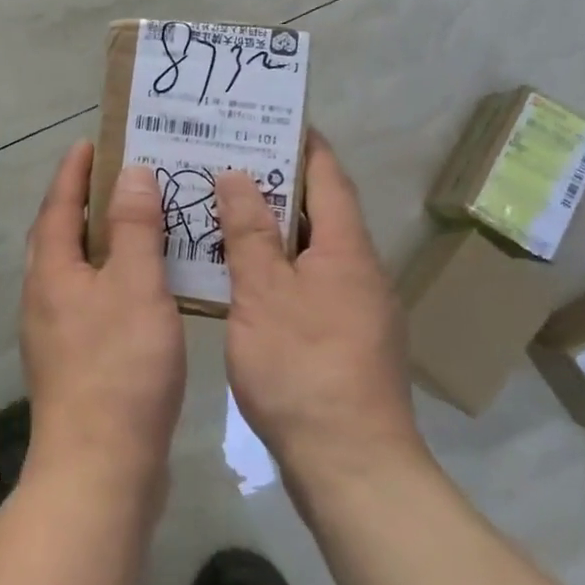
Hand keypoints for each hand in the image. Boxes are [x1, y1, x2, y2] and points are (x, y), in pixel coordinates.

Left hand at [19, 142, 186, 492]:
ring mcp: (55, 332)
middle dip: (84, 202)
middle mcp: (43, 295)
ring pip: (76, 269)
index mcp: (51, 270)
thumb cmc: (120, 367)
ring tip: (138, 224)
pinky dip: (112, 279)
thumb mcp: (136, 286)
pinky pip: (91, 300)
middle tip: (120, 177)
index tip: (91, 142)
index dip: (74, 171)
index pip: (58, 204)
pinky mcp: (73, 362)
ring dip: (101, 241)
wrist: (100, 468)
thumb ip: (135, 228)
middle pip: (60, 234)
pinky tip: (143, 288)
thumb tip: (129, 174)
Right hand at [216, 132, 423, 480]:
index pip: (328, 175)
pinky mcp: (344, 338)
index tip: (268, 118)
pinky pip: (308, 280)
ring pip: (311, 248)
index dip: (301, 142)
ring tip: (224, 206)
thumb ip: (249, 232)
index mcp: (347, 249)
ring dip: (274, 225)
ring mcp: (356, 307)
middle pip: (320, 209)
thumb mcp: (263, 293)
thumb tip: (238, 174)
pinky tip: (240, 272)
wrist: (352, 466)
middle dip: (278, 181)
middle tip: (227, 158)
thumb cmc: (303, 368)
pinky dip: (277, 264)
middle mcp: (360, 269)